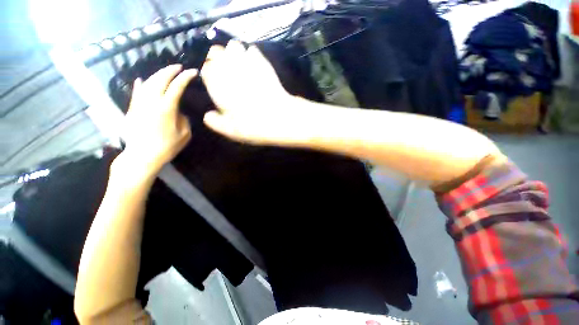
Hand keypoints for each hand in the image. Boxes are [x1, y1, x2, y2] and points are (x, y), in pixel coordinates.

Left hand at [119, 65, 196, 178]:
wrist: (142, 156)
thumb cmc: (167, 147)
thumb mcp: (184, 134)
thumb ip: (183, 119)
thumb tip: (178, 111)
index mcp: (166, 108)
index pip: (177, 86)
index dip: (185, 77)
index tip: (193, 72)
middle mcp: (151, 101)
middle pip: (159, 79)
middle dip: (170, 71)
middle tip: (179, 67)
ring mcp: (139, 103)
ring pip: (147, 82)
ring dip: (157, 75)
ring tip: (165, 72)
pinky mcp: (132, 108)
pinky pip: (135, 92)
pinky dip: (139, 84)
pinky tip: (140, 79)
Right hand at [201, 41, 307, 145]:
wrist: (279, 117)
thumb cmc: (252, 125)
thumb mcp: (230, 131)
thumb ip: (215, 122)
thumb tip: (208, 115)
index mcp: (217, 84)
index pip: (206, 69)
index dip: (209, 73)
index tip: (213, 79)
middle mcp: (229, 69)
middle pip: (216, 52)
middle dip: (217, 58)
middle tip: (225, 69)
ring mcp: (247, 63)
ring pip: (233, 46)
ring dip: (233, 52)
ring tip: (238, 62)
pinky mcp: (264, 64)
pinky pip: (252, 50)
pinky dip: (250, 54)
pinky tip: (253, 63)